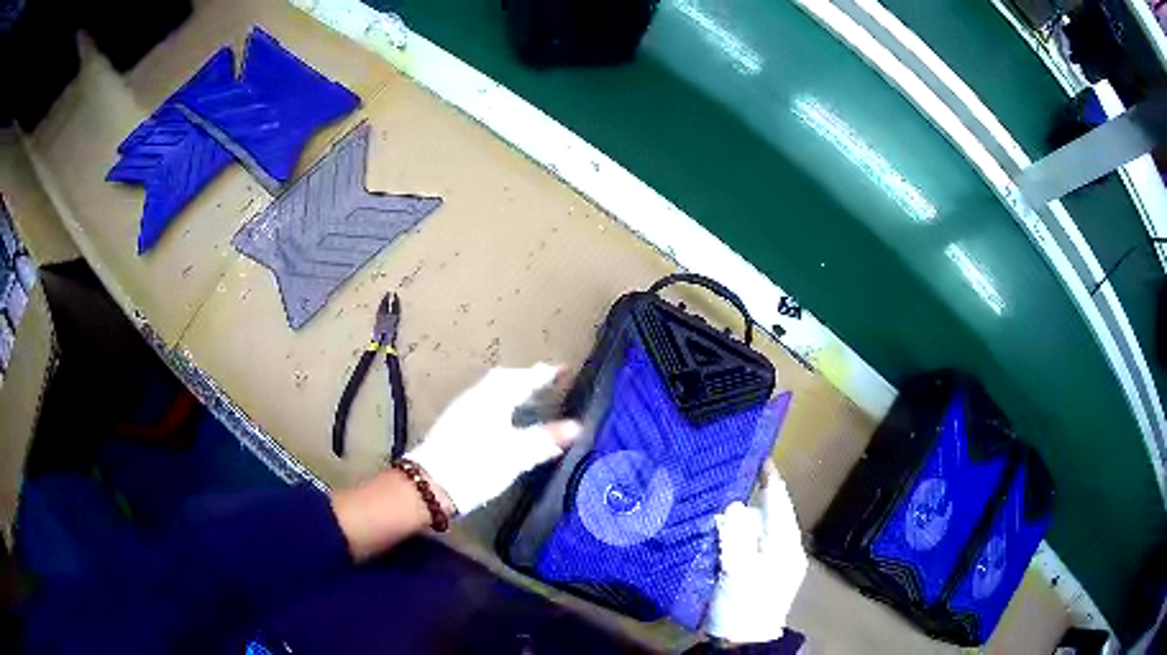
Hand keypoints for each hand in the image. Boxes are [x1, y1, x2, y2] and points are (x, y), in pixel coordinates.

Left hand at [407, 363, 580, 514]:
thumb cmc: (477, 465)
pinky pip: (483, 403)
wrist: (430, 485)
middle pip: (504, 379)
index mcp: (493, 397)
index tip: (564, 369)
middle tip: (546, 382)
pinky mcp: (454, 426)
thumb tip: (577, 426)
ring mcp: (461, 410)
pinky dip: (500, 404)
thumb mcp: (517, 454)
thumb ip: (546, 438)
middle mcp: (476, 397)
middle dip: (526, 378)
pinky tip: (505, 420)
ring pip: (491, 391)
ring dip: (511, 390)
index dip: (545, 374)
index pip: (524, 378)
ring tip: (529, 399)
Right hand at [706, 462, 806, 644]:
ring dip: (739, 518)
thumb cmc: (744, 605)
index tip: (761, 457)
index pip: (780, 504)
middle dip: (750, 498)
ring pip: (755, 530)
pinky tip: (718, 530)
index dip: (770, 481)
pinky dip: (734, 535)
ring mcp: (769, 563)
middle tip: (728, 477)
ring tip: (717, 501)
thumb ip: (736, 535)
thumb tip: (732, 505)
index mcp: (785, 546)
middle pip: (767, 516)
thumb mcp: (739, 570)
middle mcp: (781, 550)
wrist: (740, 642)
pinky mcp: (755, 574)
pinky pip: (746, 544)